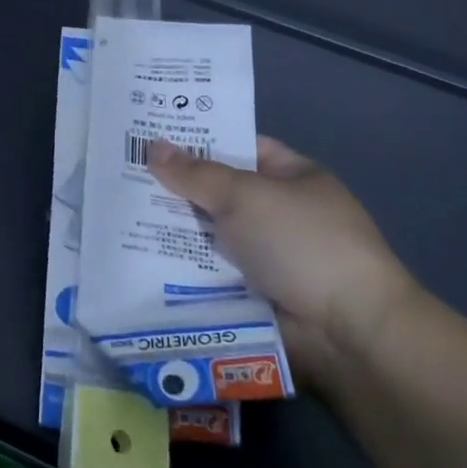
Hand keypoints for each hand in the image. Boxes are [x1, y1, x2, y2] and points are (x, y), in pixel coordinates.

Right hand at [148, 136, 420, 385]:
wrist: (347, 332)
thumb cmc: (302, 243)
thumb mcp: (245, 196)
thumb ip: (196, 174)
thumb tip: (152, 146)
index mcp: (291, 176)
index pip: (238, 145)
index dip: (197, 139)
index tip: (151, 135)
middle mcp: (279, 212)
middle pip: (218, 191)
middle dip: (176, 187)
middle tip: (122, 173)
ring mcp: (267, 255)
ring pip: (209, 234)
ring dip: (173, 230)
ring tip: (118, 214)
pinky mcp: (253, 294)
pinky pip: (209, 272)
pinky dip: (182, 268)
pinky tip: (139, 258)